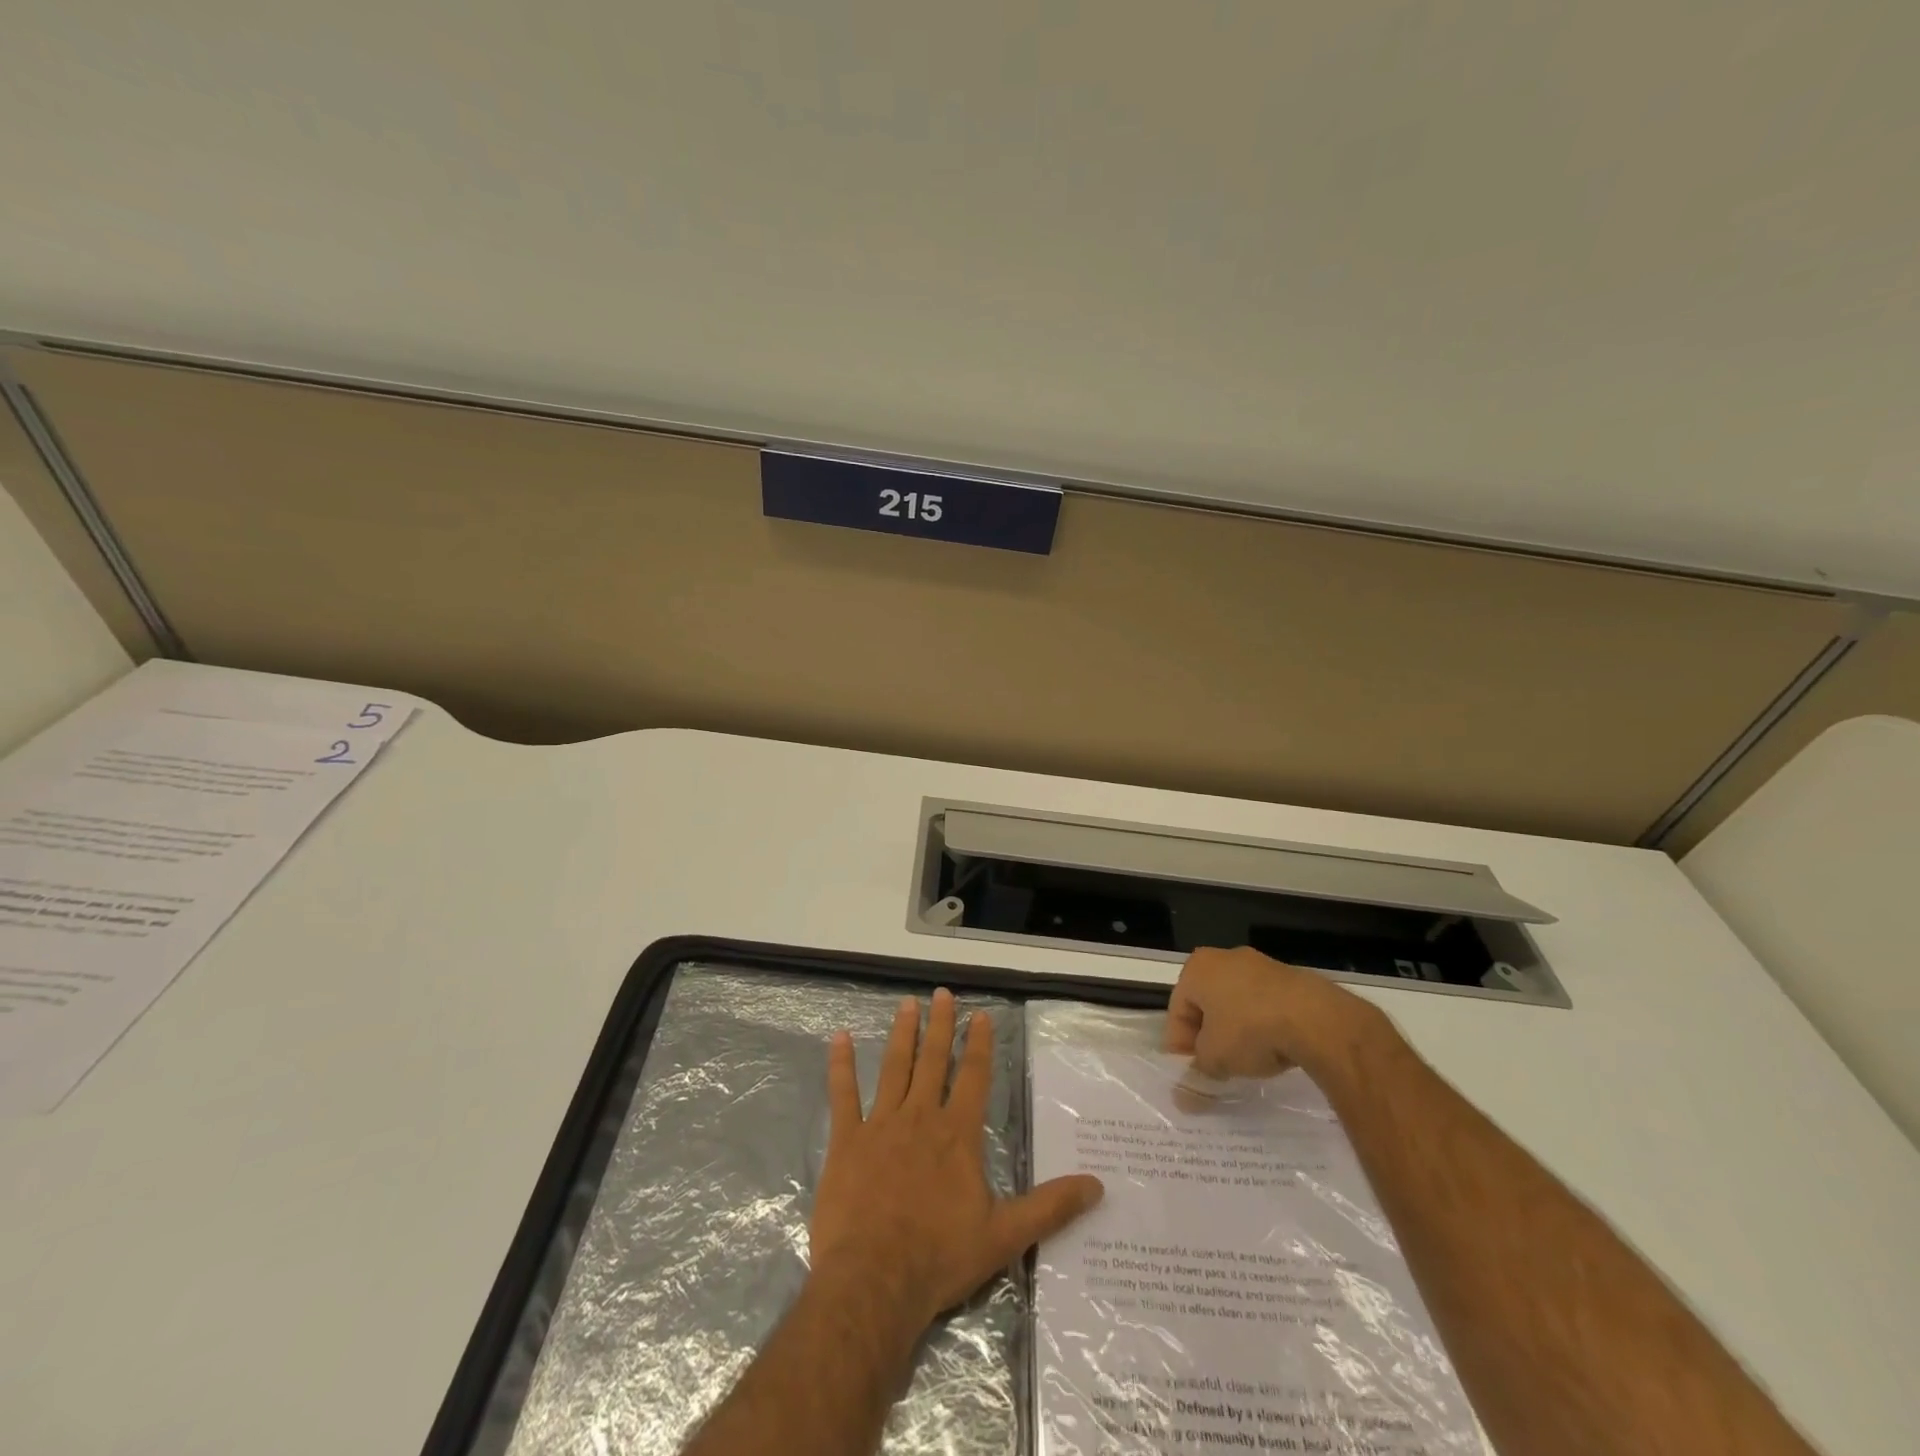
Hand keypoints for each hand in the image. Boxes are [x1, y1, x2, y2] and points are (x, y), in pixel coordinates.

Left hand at [810, 989, 1104, 1335]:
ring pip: (894, 1068)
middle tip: (941, 994)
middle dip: (940, 1025)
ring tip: (906, 1005)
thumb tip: (1097, 1185)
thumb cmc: (940, 1257)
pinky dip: (841, 1066)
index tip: (979, 1014)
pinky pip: (843, 1095)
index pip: (973, 1076)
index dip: (978, 1044)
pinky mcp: (847, 1141)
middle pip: (933, 1061)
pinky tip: (839, 1039)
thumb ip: (1050, 1207)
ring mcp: (881, 1125)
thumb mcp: (1005, 1236)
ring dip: (902, 1034)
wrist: (874, 1281)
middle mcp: (920, 1117)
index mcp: (957, 1134)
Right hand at [1165, 946, 1390, 1082]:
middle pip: (1206, 1005)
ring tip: (1247, 1064)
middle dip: (1208, 1038)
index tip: (1191, 1074)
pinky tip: (1274, 1050)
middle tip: (1216, 1069)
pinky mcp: (1290, 978)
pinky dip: (1263, 1026)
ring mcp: (1260, 965)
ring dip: (1236, 1032)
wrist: (1315, 1018)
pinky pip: (1265, 1005)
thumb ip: (1196, 1075)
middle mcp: (1223, 958)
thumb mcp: (1215, 1058)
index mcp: (1197, 969)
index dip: (1179, 1046)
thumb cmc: (1249, 1029)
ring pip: (1236, 1004)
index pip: (1177, 1010)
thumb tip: (1182, 1099)